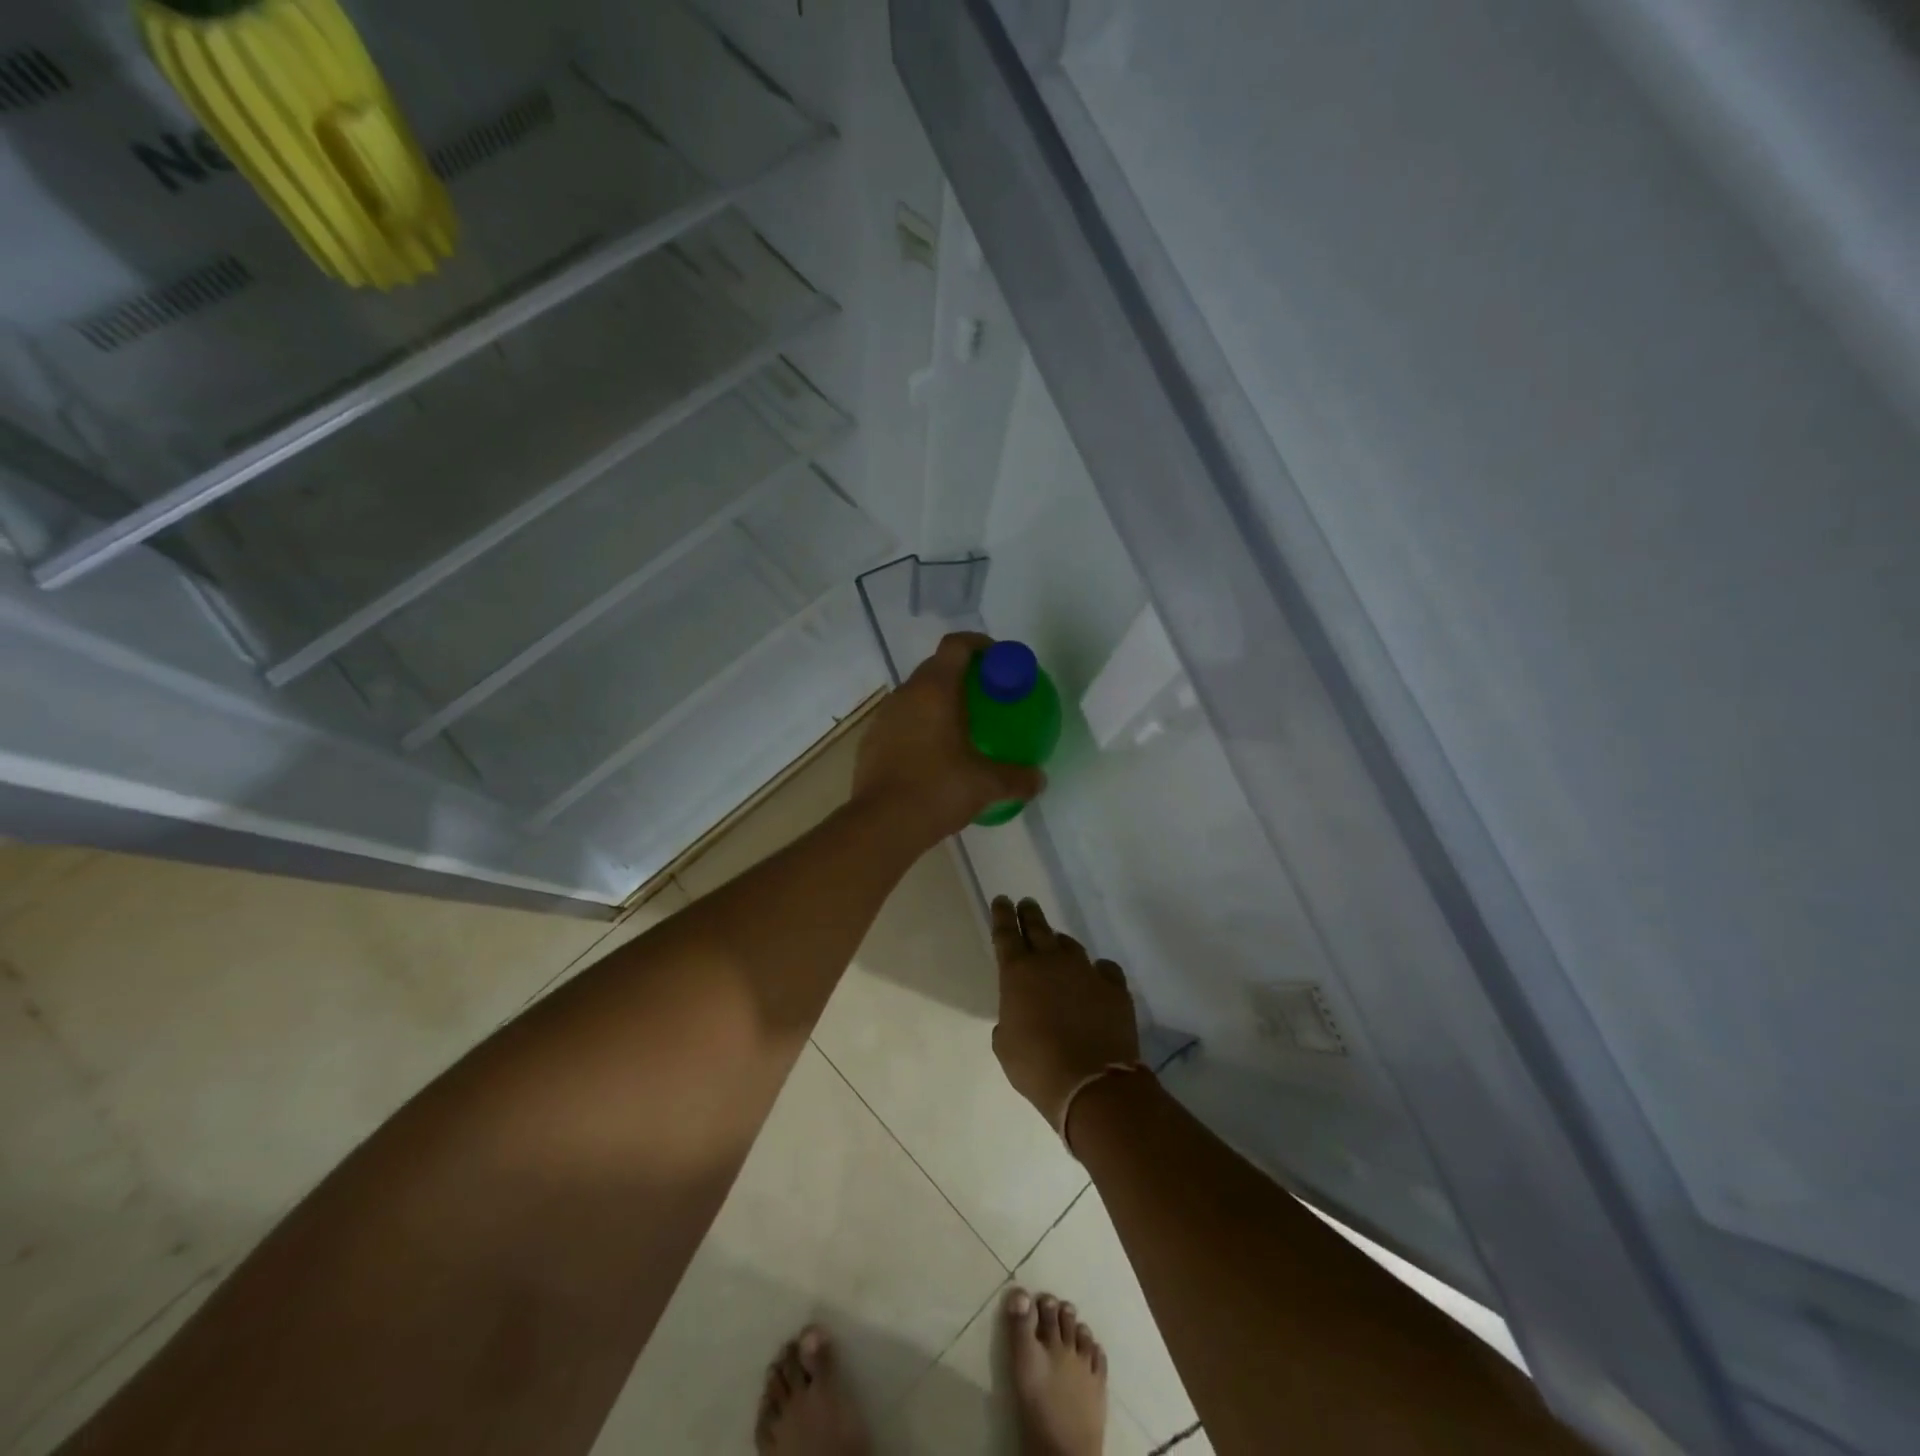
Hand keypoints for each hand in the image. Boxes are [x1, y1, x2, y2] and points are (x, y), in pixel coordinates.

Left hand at [853, 633, 1045, 845]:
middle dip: (962, 674)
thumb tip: (1039, 779)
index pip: (956, 645)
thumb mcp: (986, 785)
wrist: (881, 825)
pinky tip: (934, 754)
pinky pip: (901, 721)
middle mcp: (906, 694)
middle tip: (986, 696)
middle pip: (936, 667)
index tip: (998, 660)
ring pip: (916, 695)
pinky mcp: (871, 742)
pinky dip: (920, 725)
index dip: (979, 644)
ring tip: (961, 724)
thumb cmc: (937, 791)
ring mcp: (884, 717)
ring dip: (938, 701)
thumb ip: (1018, 778)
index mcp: (935, 690)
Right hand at [991, 896, 1141, 1133]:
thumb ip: (1008, 1020)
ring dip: (1060, 942)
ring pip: (1070, 945)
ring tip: (1057, 943)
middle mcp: (1050, 962)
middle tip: (1025, 903)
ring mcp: (1085, 971)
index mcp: (1017, 973)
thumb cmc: (1036, 1066)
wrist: (1092, 1083)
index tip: (1001, 900)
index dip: (1001, 915)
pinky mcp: (1114, 987)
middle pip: (1037, 927)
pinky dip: (1096, 971)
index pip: (1005, 934)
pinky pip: (1103, 969)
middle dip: (1029, 914)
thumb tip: (1018, 1014)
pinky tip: (1096, 977)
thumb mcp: (1005, 1045)